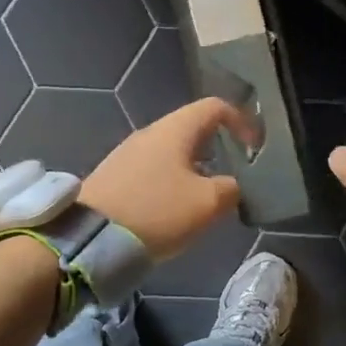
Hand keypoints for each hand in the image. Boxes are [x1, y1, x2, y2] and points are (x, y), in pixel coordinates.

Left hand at [80, 97, 246, 258]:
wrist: (90, 238)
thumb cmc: (157, 212)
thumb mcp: (207, 203)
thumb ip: (230, 189)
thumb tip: (231, 185)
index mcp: (175, 129)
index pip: (215, 107)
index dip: (241, 121)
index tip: (254, 149)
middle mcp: (149, 132)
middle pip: (192, 128)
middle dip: (218, 147)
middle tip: (234, 173)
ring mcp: (127, 153)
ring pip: (172, 150)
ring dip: (195, 167)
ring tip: (206, 197)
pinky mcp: (113, 176)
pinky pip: (153, 169)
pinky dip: (172, 180)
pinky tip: (174, 209)